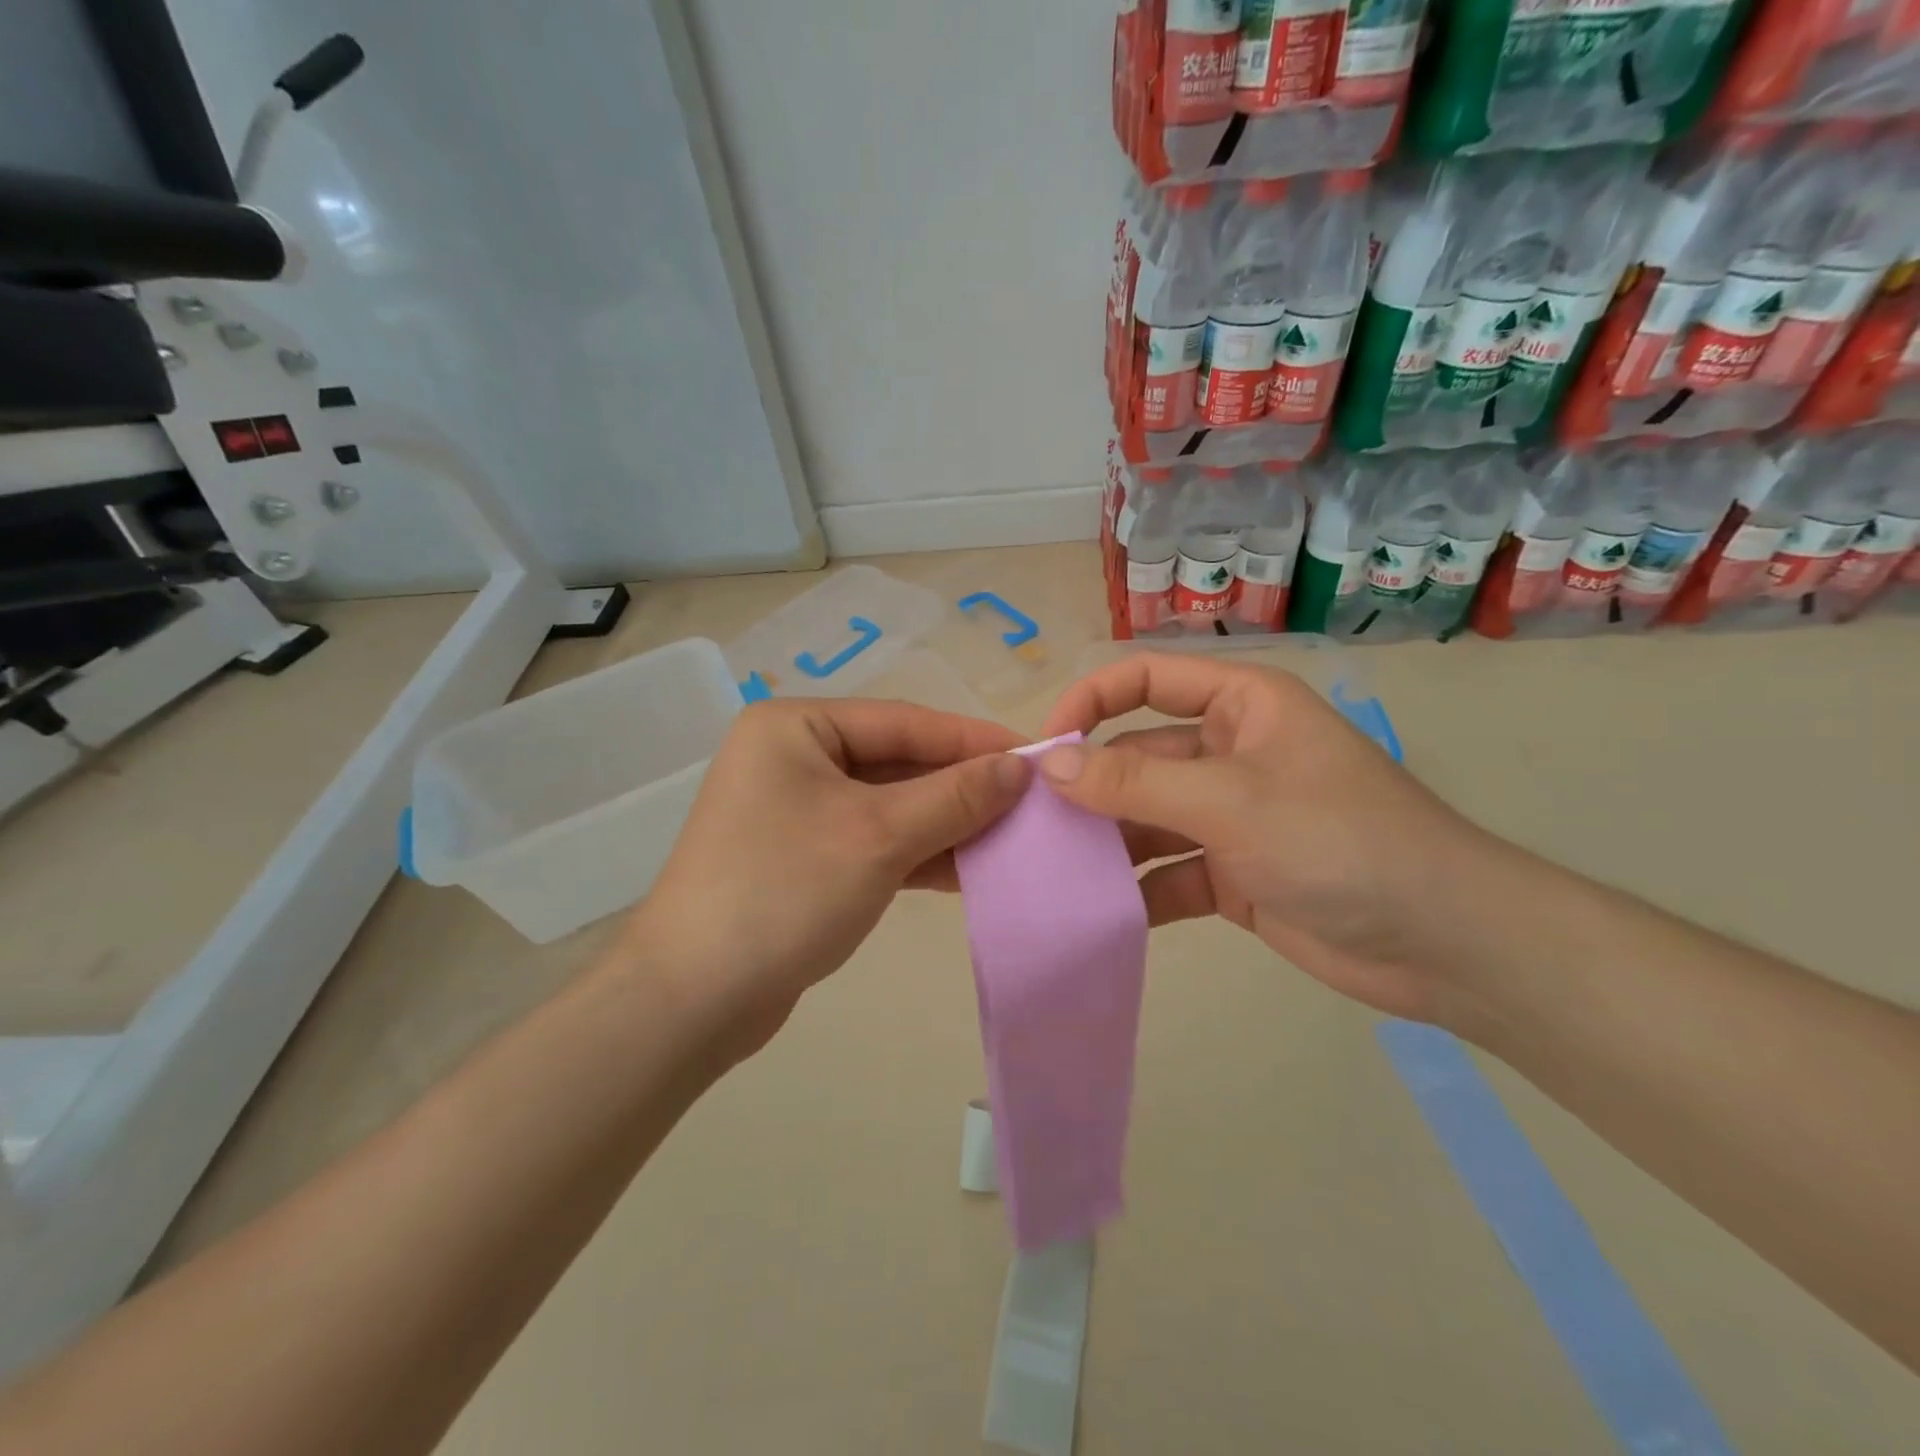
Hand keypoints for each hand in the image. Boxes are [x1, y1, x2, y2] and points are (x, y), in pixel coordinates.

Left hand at [623, 698, 1029, 1057]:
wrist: (693, 999)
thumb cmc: (784, 892)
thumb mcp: (878, 836)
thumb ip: (954, 796)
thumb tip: (1020, 766)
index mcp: (796, 729)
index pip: (903, 722)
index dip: (972, 740)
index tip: (1036, 757)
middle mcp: (795, 759)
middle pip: (898, 763)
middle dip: (962, 787)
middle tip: (1031, 803)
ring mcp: (799, 811)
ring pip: (892, 806)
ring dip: (948, 823)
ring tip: (1012, 838)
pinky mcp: (808, 859)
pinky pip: (876, 842)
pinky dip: (921, 854)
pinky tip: (971, 869)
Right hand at [1039, 653, 1504, 1022]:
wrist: (1444, 944)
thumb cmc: (1340, 841)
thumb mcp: (1230, 802)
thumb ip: (1136, 782)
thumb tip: (1050, 765)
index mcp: (1239, 706)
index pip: (1145, 680)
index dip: (1089, 702)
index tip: (1044, 749)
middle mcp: (1228, 752)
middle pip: (1137, 754)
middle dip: (1088, 786)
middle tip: (1030, 823)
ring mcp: (1228, 816)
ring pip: (1146, 817)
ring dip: (1105, 842)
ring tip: (1049, 871)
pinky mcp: (1230, 873)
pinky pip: (1166, 871)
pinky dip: (1135, 891)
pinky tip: (1095, 913)